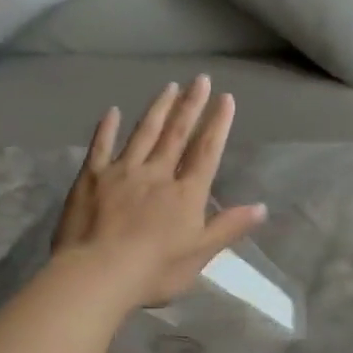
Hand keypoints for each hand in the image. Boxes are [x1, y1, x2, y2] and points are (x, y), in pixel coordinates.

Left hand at [51, 76, 266, 310]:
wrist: (97, 274)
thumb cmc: (154, 271)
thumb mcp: (200, 254)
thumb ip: (228, 227)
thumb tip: (262, 207)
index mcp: (186, 194)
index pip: (206, 152)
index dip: (218, 125)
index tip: (225, 98)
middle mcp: (157, 174)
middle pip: (177, 134)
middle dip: (191, 105)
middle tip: (199, 79)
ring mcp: (122, 172)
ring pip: (144, 133)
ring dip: (158, 109)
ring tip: (169, 87)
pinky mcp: (90, 178)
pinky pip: (101, 146)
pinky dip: (107, 128)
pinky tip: (112, 111)